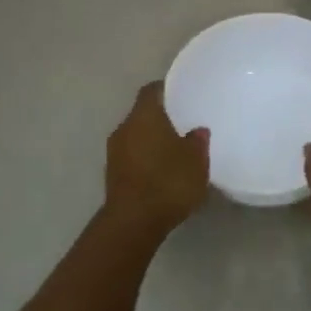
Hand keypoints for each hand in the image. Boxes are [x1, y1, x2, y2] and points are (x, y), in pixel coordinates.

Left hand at [104, 82, 209, 233]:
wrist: (134, 221)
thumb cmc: (168, 181)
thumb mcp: (196, 160)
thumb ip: (197, 141)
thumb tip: (197, 130)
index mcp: (144, 116)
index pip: (151, 90)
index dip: (166, 89)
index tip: (181, 93)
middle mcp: (124, 128)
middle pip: (142, 114)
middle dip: (161, 117)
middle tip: (183, 123)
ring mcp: (114, 152)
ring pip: (136, 136)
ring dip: (152, 140)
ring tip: (175, 149)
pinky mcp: (112, 175)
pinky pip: (132, 157)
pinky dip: (146, 158)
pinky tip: (162, 170)